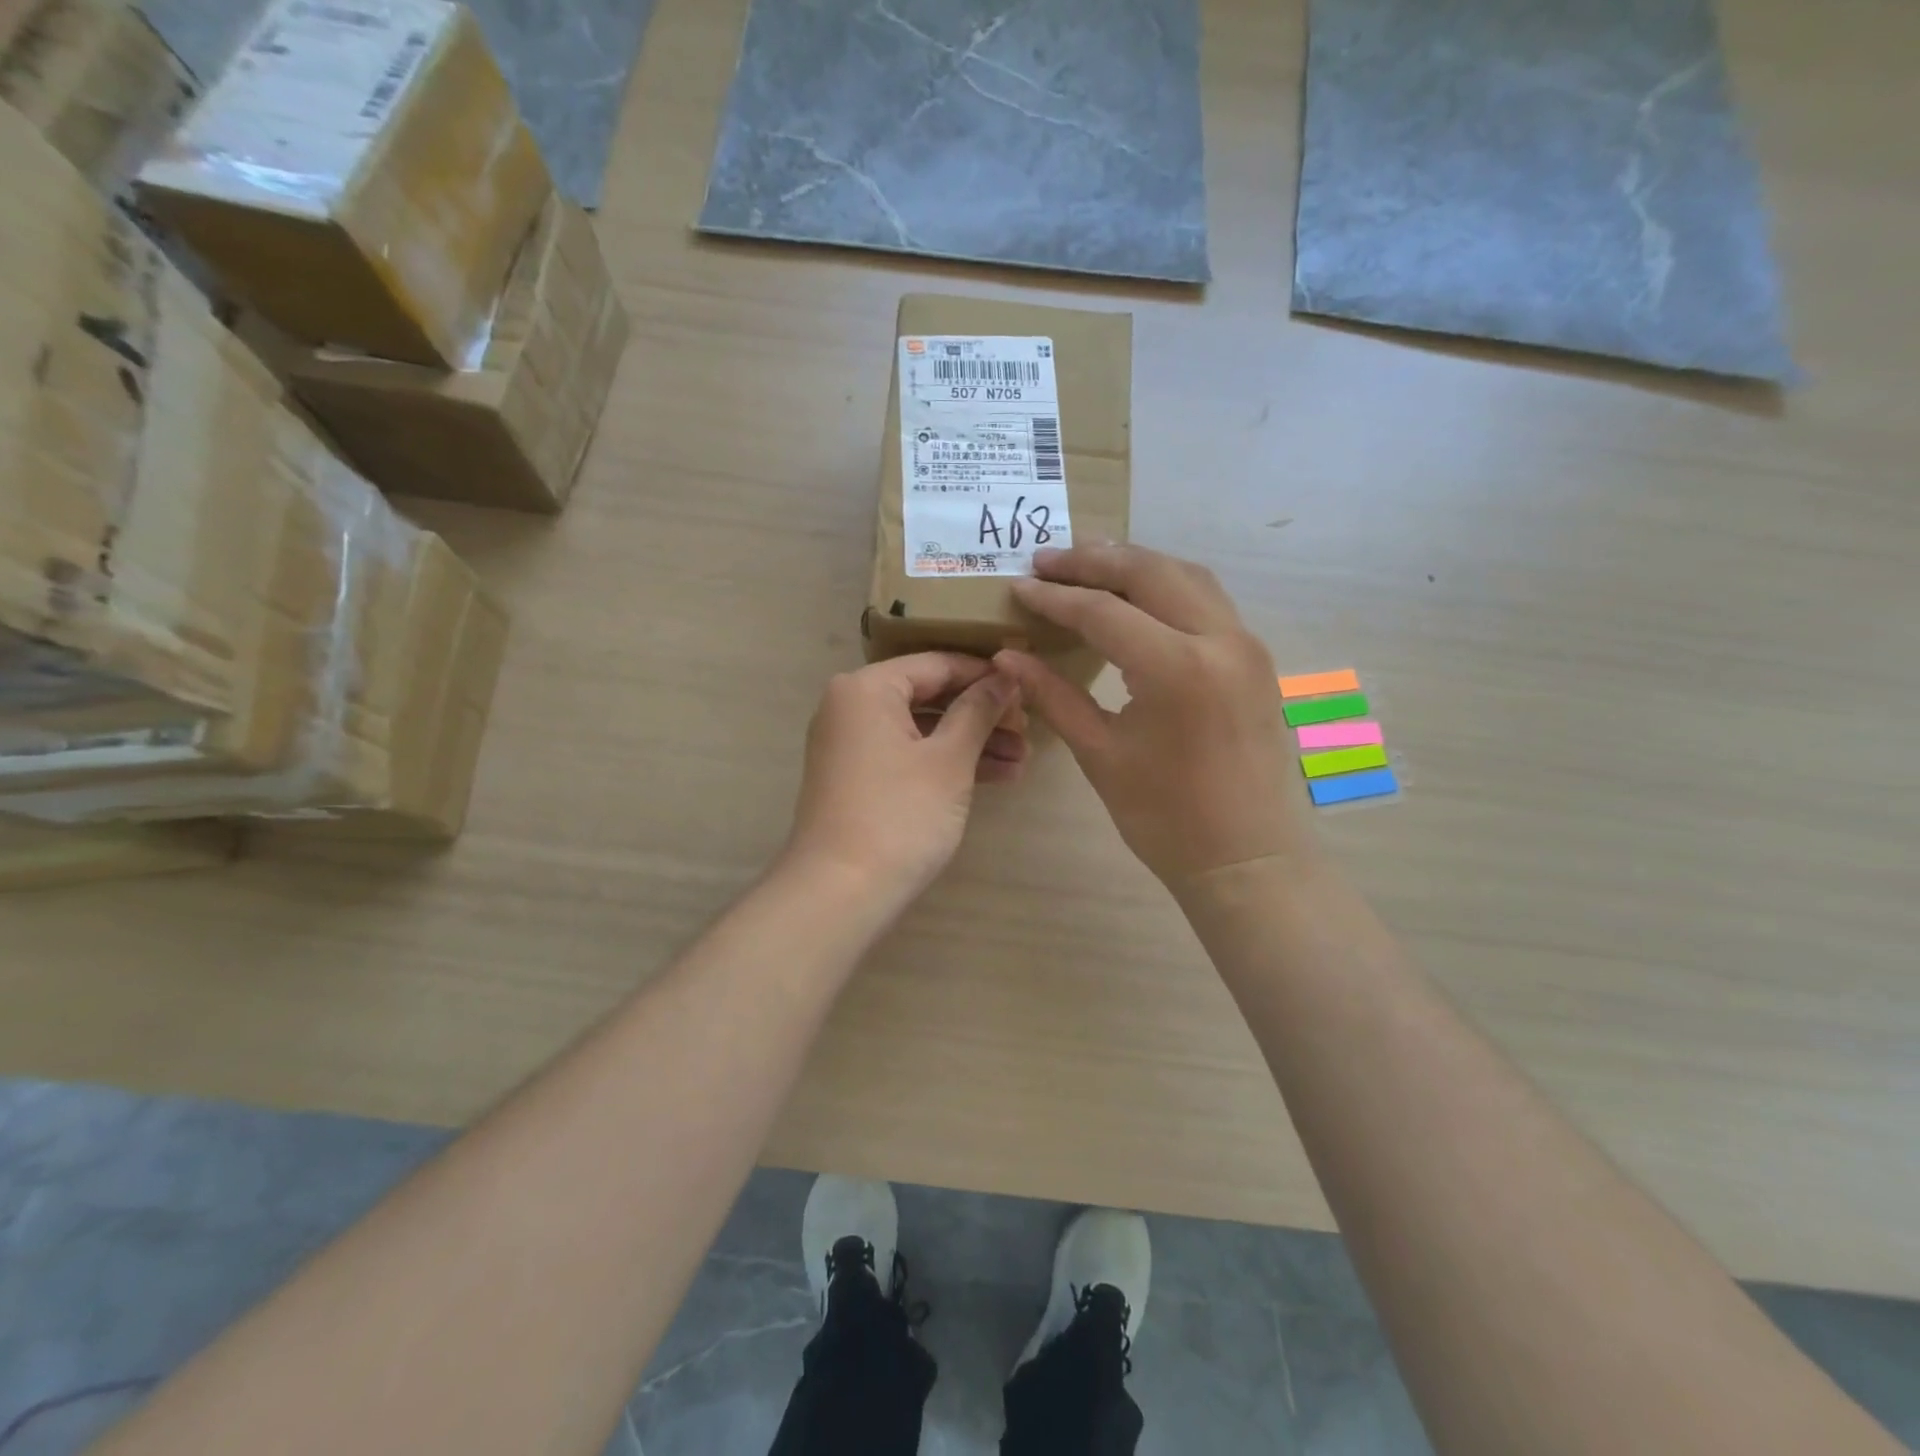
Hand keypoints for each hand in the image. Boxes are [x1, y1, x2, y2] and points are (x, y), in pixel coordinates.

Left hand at [784, 653, 1026, 907]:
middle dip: (982, 715)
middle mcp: (852, 707)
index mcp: (867, 688)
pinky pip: (909, 756)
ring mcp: (852, 745)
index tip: (1027, 689)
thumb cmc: (900, 814)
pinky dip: (946, 764)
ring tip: (1022, 760)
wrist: (842, 892)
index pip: (936, 664)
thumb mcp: (949, 759)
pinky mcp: (859, 779)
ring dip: (971, 744)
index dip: (985, 675)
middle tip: (1028, 730)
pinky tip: (996, 777)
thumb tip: (1005, 676)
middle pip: (929, 696)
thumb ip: (978, 710)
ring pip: (922, 730)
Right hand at [995, 544, 1313, 888]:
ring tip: (1086, 564)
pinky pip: (1208, 599)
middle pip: (1149, 573)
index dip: (1054, 597)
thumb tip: (1007, 655)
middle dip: (1093, 561)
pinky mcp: (1255, 657)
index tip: (1018, 586)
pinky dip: (1166, 584)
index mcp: (1177, 669)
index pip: (1102, 612)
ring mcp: (1246, 644)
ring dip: (1134, 563)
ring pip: (1186, 575)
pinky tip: (1136, 594)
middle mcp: (1220, 640)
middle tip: (1046, 559)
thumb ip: (1053, 696)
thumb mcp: (1100, 754)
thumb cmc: (1165, 817)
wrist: (1246, 858)